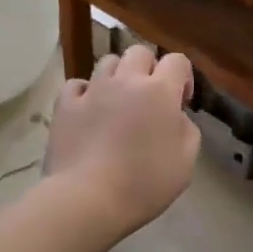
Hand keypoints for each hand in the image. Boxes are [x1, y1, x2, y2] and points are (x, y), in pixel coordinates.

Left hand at [43, 46, 199, 241]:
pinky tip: (89, 110)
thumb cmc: (144, 183)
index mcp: (159, 91)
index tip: (180, 103)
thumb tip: (175, 117)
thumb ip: (187, 129)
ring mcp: (93, 90)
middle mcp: (126, 80)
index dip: (183, 77)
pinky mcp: (65, 105)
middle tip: (149, 98)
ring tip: (118, 101)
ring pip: (107, 62)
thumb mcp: (186, 162)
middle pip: (140, 52)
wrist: (88, 199)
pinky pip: (77, 84)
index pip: (177, 60)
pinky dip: (85, 92)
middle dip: (149, 68)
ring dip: (118, 76)